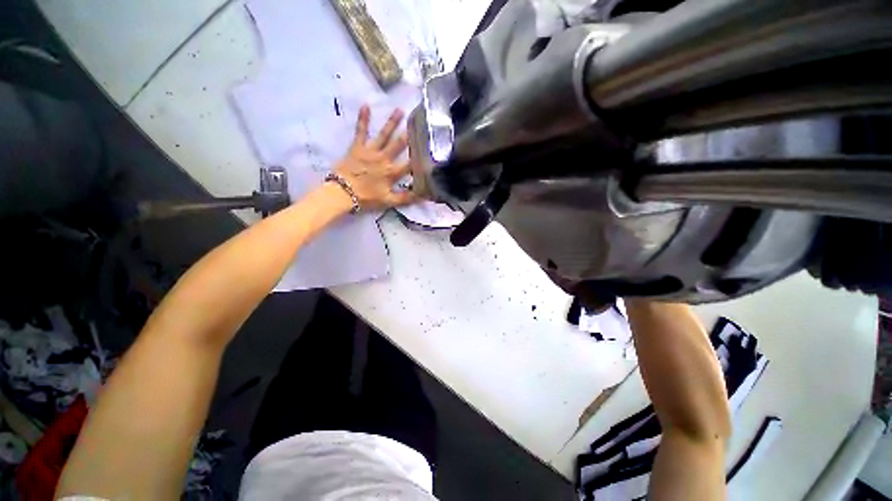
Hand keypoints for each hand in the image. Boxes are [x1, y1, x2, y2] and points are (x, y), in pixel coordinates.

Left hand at [334, 105, 416, 209]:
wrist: (342, 193)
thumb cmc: (367, 198)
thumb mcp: (389, 201)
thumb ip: (406, 198)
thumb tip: (424, 197)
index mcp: (392, 172)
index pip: (410, 165)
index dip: (420, 158)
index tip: (429, 149)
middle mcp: (383, 159)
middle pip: (398, 145)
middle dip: (408, 134)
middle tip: (418, 121)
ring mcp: (370, 151)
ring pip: (384, 135)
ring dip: (392, 122)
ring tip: (400, 109)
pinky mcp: (357, 147)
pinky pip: (361, 131)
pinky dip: (363, 119)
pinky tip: (365, 105)